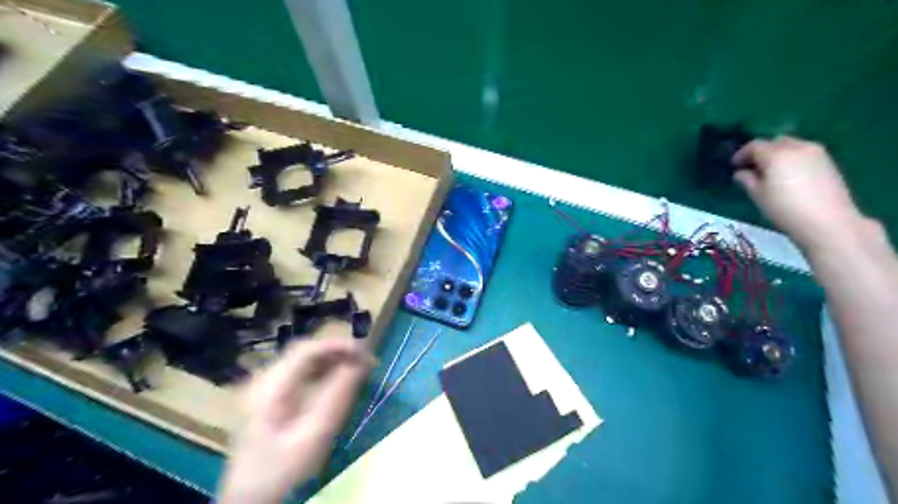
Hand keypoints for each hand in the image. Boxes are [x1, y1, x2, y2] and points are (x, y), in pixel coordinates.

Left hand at [218, 336, 373, 503]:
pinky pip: (300, 372)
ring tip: (357, 368)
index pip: (306, 349)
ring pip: (303, 359)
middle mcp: (264, 380)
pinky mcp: (270, 396)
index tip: (366, 352)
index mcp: (270, 388)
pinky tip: (338, 379)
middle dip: (337, 351)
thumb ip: (338, 396)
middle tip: (366, 361)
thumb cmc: (283, 470)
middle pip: (305, 351)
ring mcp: (265, 387)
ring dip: (332, 360)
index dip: (338, 345)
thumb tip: (361, 363)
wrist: (250, 498)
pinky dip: (322, 371)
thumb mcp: (315, 435)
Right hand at [733, 137, 866, 248]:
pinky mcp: (828, 161)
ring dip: (778, 154)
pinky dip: (792, 159)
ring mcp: (816, 153)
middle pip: (775, 142)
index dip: (742, 154)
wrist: (827, 221)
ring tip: (771, 172)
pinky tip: (789, 175)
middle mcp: (797, 147)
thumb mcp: (758, 195)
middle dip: (762, 151)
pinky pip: (804, 153)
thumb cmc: (784, 208)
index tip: (734, 166)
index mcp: (776, 154)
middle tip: (753, 167)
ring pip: (792, 145)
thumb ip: (747, 179)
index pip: (755, 145)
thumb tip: (742, 172)